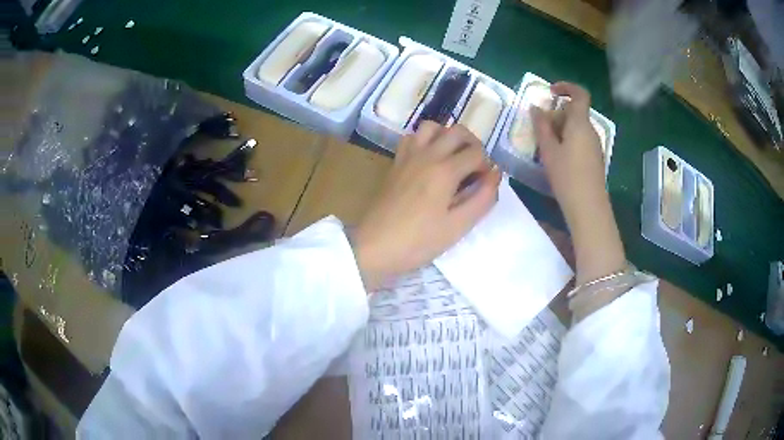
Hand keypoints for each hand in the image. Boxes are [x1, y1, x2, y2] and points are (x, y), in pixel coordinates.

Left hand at [352, 122, 501, 290]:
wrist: (374, 246)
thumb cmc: (418, 241)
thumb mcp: (458, 227)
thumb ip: (482, 199)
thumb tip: (496, 175)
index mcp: (445, 170)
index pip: (477, 153)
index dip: (487, 166)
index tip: (485, 184)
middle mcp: (427, 154)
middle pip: (457, 131)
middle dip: (473, 145)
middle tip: (475, 167)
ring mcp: (408, 156)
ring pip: (433, 127)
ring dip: (448, 137)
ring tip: (453, 159)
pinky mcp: (395, 162)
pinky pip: (412, 137)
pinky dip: (426, 140)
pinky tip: (429, 160)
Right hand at [531, 82, 625, 283]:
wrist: (588, 207)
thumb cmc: (567, 176)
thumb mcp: (549, 150)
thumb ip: (542, 127)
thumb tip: (536, 108)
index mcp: (580, 123)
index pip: (579, 94)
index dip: (566, 87)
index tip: (550, 92)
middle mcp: (591, 130)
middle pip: (575, 112)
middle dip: (557, 114)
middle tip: (540, 129)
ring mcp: (595, 145)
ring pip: (577, 127)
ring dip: (561, 129)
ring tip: (546, 147)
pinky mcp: (595, 157)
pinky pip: (580, 139)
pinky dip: (568, 140)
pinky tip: (558, 158)